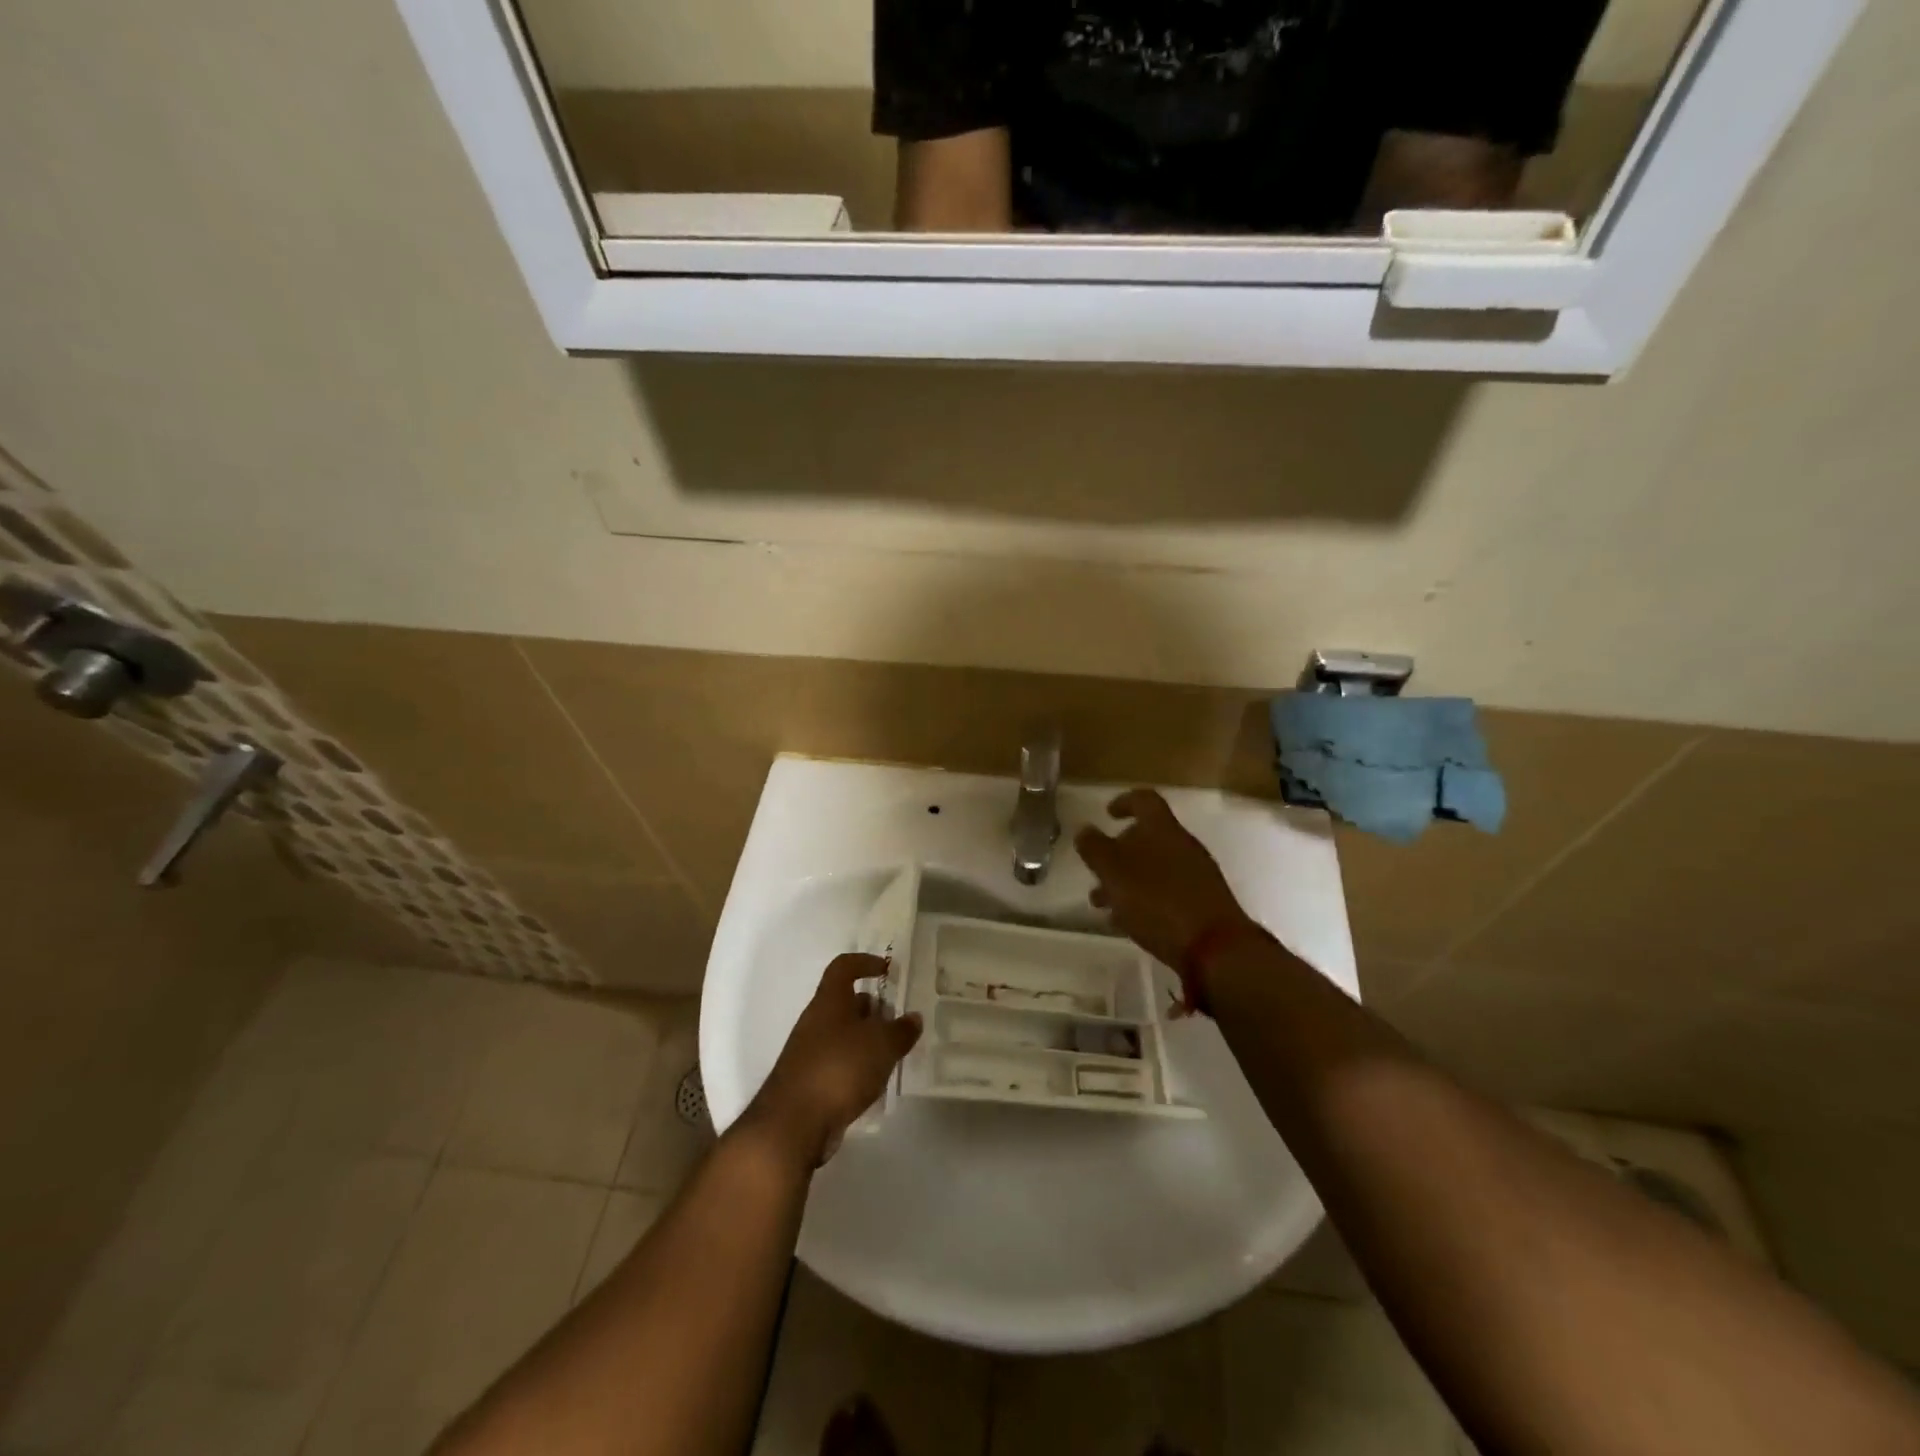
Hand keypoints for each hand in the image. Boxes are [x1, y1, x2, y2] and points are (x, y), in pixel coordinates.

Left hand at [742, 954, 922, 1167]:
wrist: (793, 1124)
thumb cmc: (839, 1068)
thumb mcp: (881, 1045)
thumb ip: (901, 1030)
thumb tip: (913, 1018)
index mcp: (829, 1001)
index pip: (843, 967)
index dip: (864, 962)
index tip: (886, 969)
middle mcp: (816, 1021)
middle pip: (845, 1002)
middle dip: (872, 1008)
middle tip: (898, 1019)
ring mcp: (809, 1052)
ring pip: (843, 1034)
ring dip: (866, 1039)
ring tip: (893, 1052)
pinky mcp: (809, 1081)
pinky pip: (838, 1062)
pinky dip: (857, 1066)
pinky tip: (875, 1081)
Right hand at [1075, 789, 1252, 968]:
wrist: (1216, 948)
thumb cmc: (1157, 901)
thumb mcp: (1114, 873)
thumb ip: (1095, 849)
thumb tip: (1084, 830)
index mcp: (1162, 829)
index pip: (1144, 800)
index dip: (1124, 802)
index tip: (1107, 813)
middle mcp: (1182, 845)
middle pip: (1148, 837)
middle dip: (1118, 853)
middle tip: (1096, 870)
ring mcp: (1196, 874)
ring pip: (1154, 868)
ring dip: (1127, 880)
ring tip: (1103, 905)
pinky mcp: (1202, 903)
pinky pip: (1167, 891)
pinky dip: (1145, 899)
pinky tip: (1130, 922)